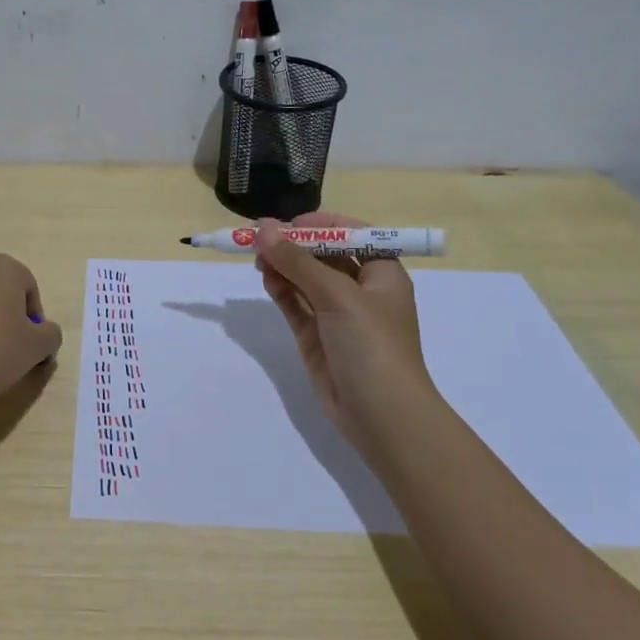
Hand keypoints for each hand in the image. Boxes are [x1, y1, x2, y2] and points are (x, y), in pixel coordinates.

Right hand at [255, 212, 437, 441]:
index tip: (288, 223)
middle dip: (293, 244)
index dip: (321, 224)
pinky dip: (281, 290)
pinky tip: (266, 279)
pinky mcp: (317, 337)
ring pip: (305, 279)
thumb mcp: (337, 296)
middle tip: (259, 238)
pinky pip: (295, 304)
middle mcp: (361, 290)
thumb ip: (297, 261)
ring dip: (283, 266)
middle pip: (324, 255)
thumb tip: (263, 229)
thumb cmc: (372, 345)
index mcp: (382, 273)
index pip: (352, 234)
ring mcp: (337, 315)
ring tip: (257, 259)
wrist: (382, 416)